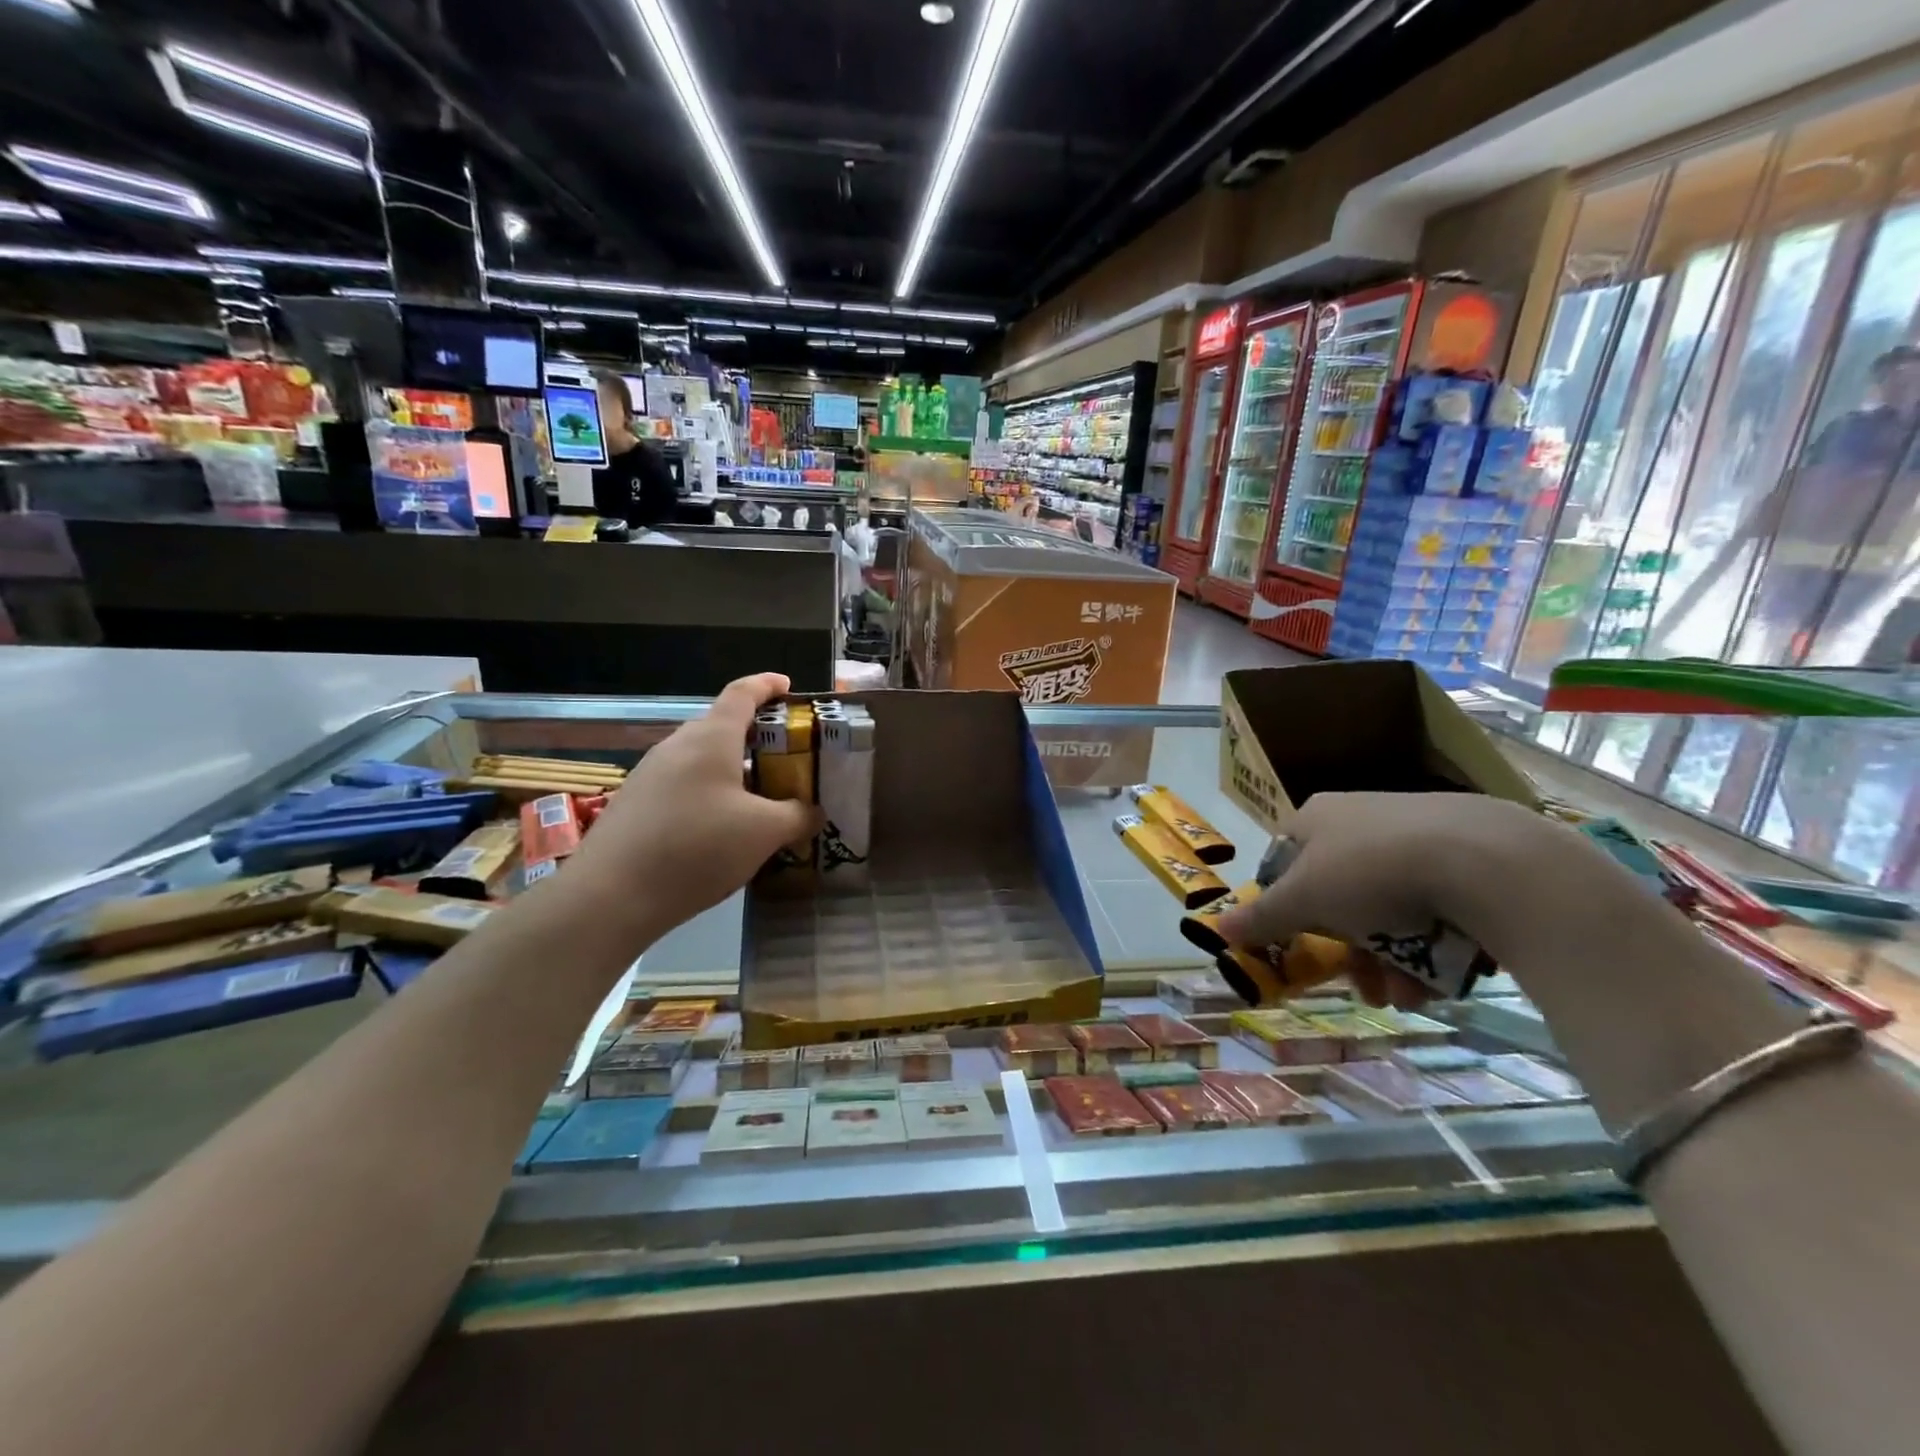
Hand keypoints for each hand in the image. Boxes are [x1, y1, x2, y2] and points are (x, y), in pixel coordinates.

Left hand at [564, 673, 822, 942]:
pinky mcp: (634, 804)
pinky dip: (710, 794)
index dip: (767, 685)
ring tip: (760, 800)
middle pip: (722, 727)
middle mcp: (677, 746)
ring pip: (701, 760)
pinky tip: (721, 830)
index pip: (742, 693)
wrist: (609, 897)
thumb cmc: (697, 848)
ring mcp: (650, 775)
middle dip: (757, 737)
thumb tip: (814, 812)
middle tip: (787, 759)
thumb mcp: (764, 833)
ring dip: (733, 770)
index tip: (788, 686)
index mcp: (711, 738)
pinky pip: (683, 785)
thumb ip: (797, 816)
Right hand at [1213, 792, 1536, 1008]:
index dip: (1287, 908)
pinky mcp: (1465, 858)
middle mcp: (1361, 821)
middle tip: (1361, 986)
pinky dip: (1430, 949)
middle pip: (1339, 897)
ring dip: (1390, 962)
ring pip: (1388, 911)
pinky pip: (1433, 909)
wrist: (1485, 859)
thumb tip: (1216, 927)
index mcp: (1316, 818)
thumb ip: (1261, 917)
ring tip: (1405, 996)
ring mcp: (1415, 837)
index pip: (1285, 865)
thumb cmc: (1371, 871)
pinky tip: (1439, 981)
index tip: (1299, 946)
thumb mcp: (1304, 899)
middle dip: (1348, 952)